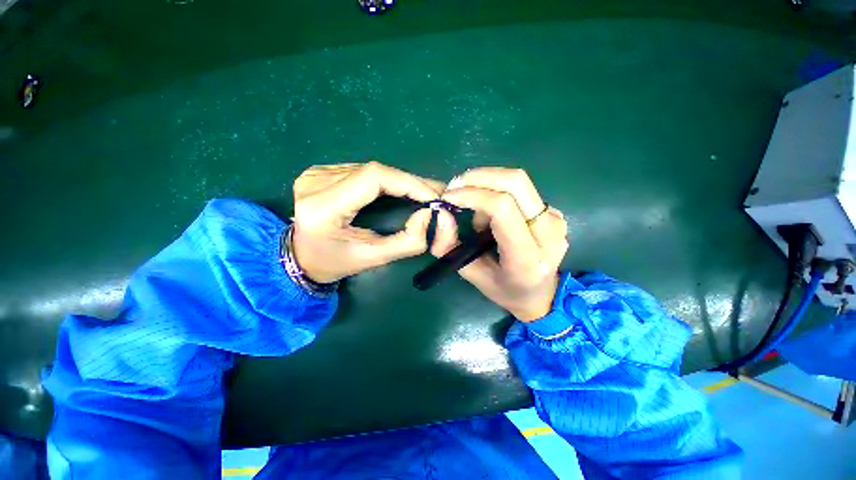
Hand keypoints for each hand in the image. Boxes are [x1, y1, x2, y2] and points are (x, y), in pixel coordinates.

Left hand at [292, 161, 443, 282]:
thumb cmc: (336, 263)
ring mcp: (316, 173)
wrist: (300, 258)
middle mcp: (316, 182)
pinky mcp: (321, 171)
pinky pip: (363, 171)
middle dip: (410, 182)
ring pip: (371, 169)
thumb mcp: (374, 259)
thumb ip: (408, 241)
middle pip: (375, 171)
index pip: (374, 177)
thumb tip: (429, 215)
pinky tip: (398, 190)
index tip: (433, 196)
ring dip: (400, 180)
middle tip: (434, 194)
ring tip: (421, 193)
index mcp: (323, 206)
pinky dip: (386, 180)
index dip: (409, 182)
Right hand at [432, 168, 568, 321]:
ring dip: (487, 184)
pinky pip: (521, 189)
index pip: (502, 209)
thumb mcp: (471, 274)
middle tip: (455, 186)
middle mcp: (549, 234)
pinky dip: (497, 191)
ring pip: (518, 181)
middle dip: (479, 177)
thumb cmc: (505, 290)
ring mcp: (555, 219)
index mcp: (527, 258)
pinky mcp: (553, 212)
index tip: (448, 196)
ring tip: (474, 209)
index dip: (472, 195)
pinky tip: (489, 211)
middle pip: (515, 182)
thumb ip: (451, 247)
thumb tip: (442, 214)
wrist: (541, 295)